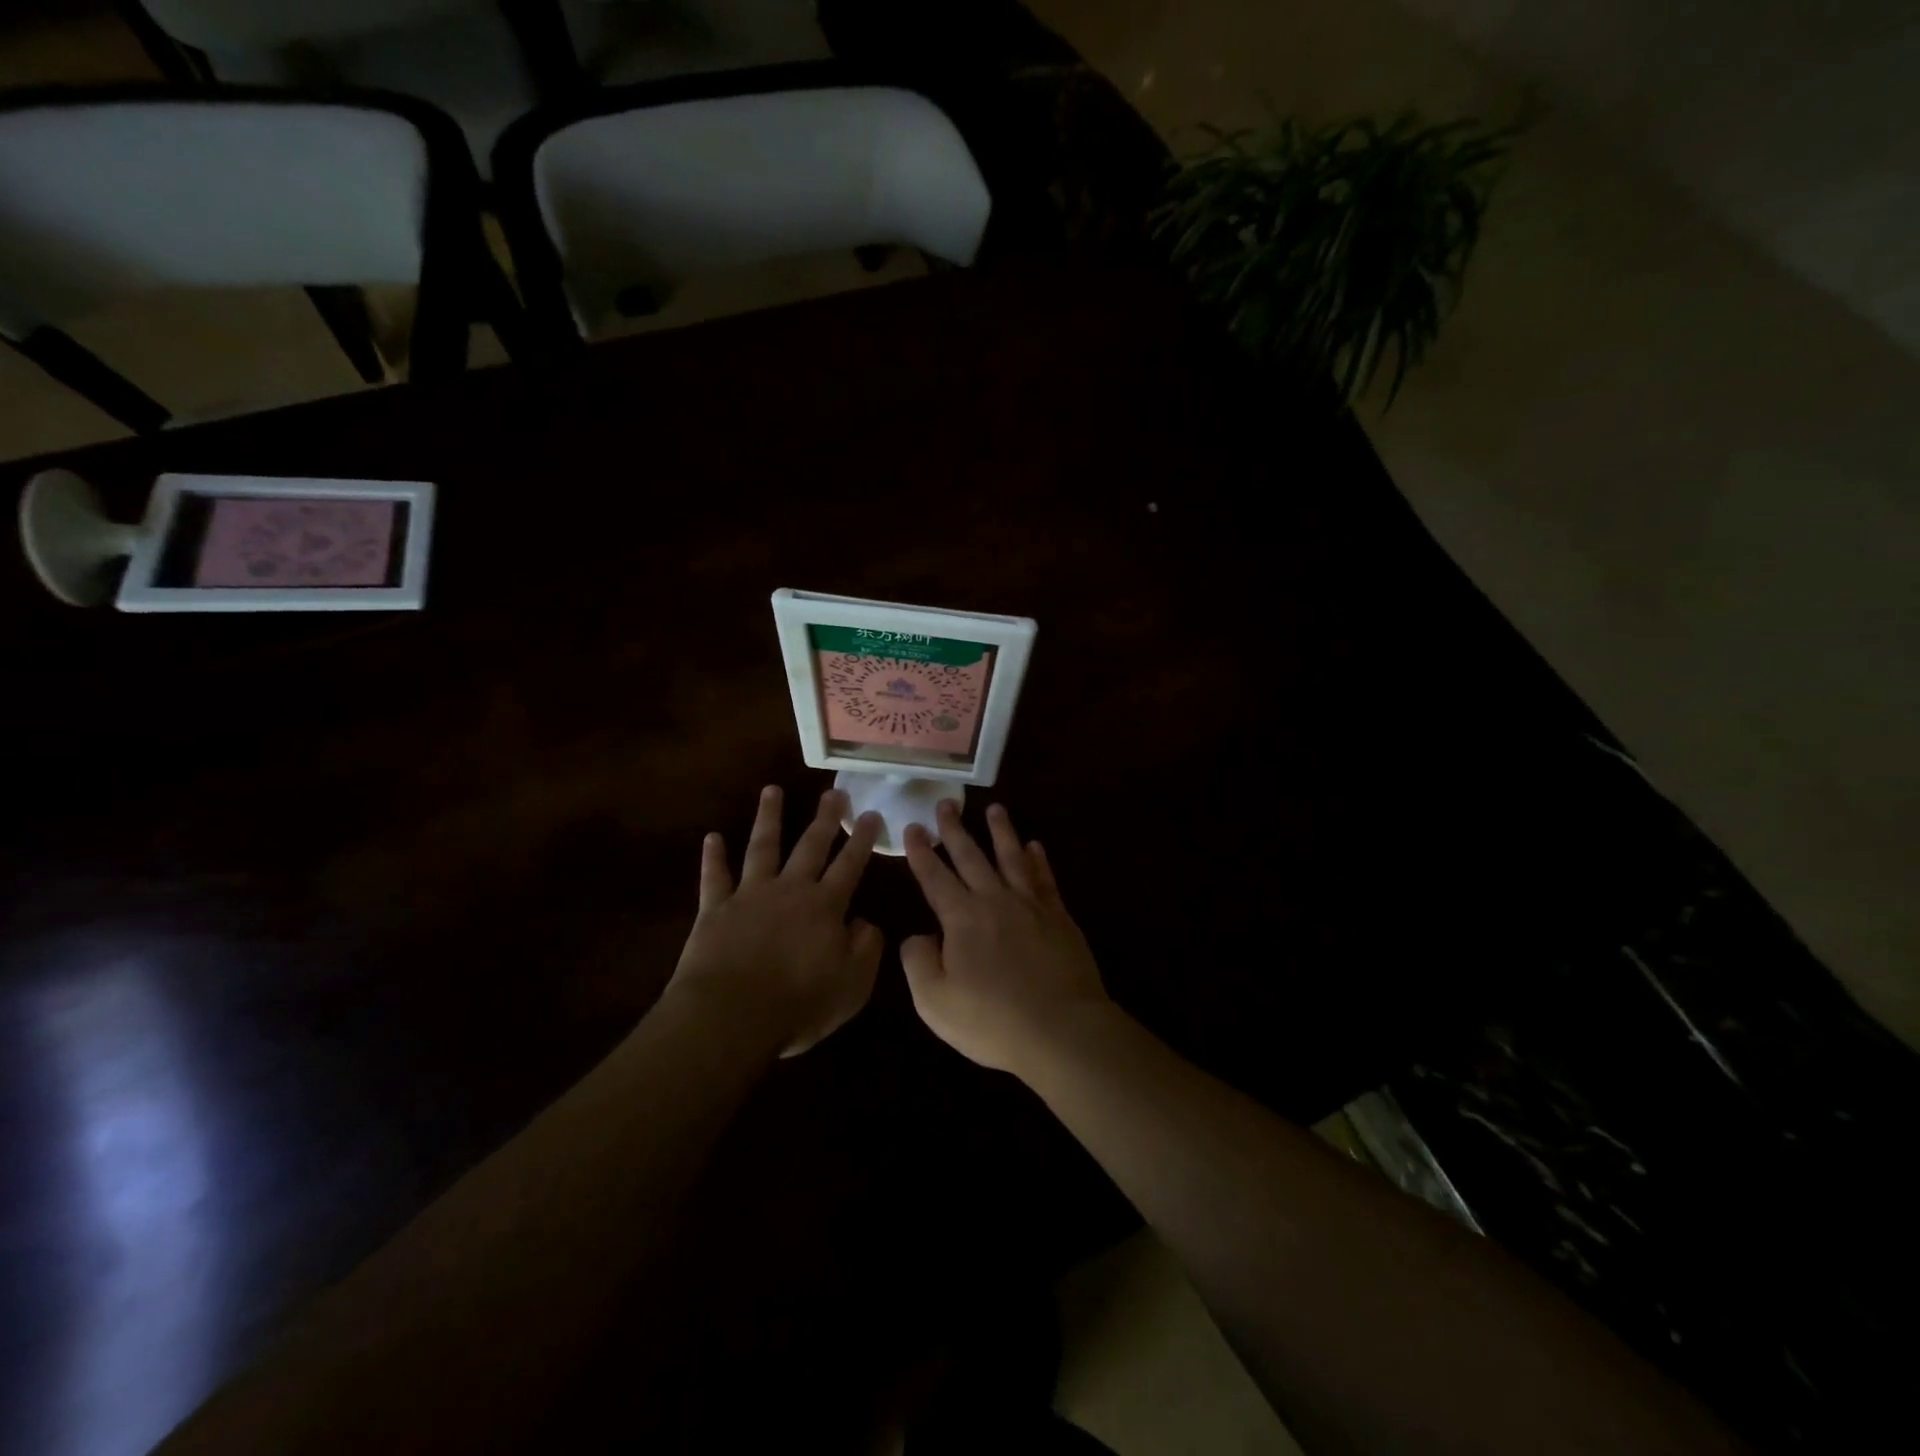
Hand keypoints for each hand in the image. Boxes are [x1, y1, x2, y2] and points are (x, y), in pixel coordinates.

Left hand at [669, 786, 883, 1056]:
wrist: (731, 1016)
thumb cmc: (799, 1004)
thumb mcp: (852, 985)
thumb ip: (866, 949)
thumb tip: (866, 922)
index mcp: (825, 906)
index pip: (850, 866)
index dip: (863, 840)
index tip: (872, 814)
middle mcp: (790, 890)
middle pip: (810, 846)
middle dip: (824, 818)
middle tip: (833, 792)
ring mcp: (750, 895)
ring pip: (762, 847)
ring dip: (768, 818)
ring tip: (772, 790)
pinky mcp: (715, 909)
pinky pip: (714, 877)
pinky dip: (713, 857)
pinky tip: (712, 837)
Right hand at [901, 800, 1110, 1076]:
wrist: (1060, 1029)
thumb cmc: (992, 1020)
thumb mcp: (934, 1002)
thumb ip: (918, 962)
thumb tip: (917, 936)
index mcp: (961, 918)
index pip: (934, 877)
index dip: (921, 852)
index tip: (913, 827)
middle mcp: (994, 900)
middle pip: (971, 857)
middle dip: (955, 830)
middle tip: (946, 804)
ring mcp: (1030, 905)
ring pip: (1012, 857)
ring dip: (1001, 832)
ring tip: (995, 808)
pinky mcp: (1058, 917)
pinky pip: (1045, 879)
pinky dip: (1038, 860)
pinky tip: (1035, 846)